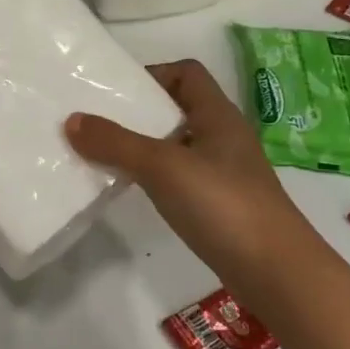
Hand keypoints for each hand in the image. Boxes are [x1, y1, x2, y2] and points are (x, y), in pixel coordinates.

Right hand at [66, 59, 318, 296]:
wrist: (278, 275)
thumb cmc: (223, 205)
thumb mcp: (162, 166)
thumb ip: (116, 143)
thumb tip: (71, 120)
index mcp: (218, 115)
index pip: (186, 73)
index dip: (152, 74)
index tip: (115, 93)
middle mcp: (223, 138)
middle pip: (177, 108)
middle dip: (138, 113)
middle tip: (98, 122)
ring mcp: (223, 174)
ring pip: (176, 145)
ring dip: (143, 146)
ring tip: (105, 155)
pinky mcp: (219, 206)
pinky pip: (179, 177)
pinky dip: (154, 177)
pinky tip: (133, 190)